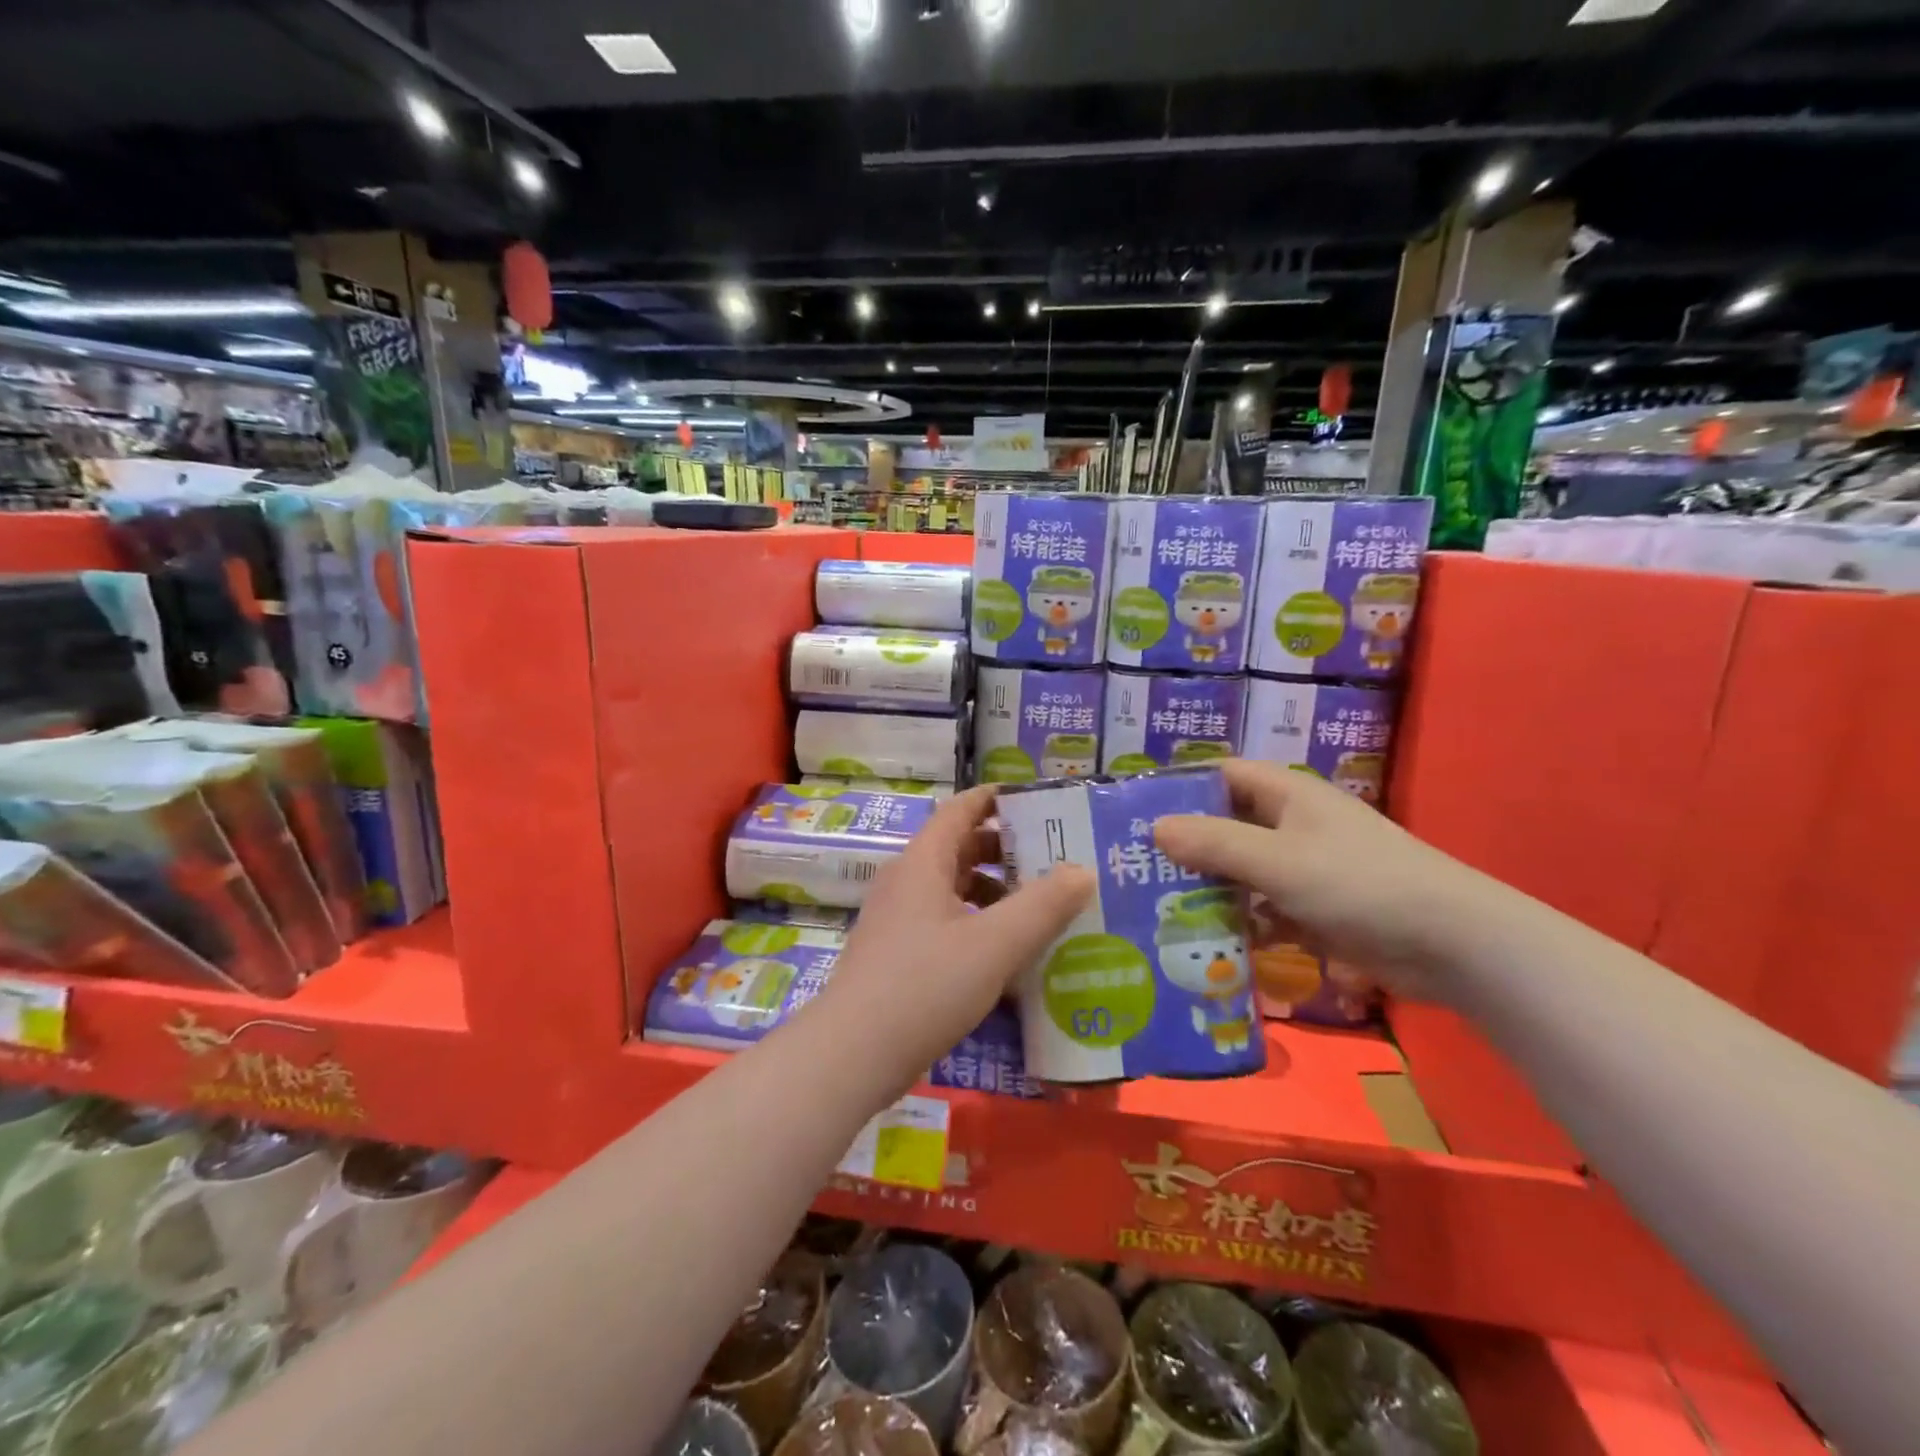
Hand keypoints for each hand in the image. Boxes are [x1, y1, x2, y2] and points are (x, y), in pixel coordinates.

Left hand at [817, 786, 1092, 1094]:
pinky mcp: (897, 955)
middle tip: (1054, 861)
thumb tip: (1082, 870)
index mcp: (923, 862)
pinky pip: (945, 923)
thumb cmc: (925, 985)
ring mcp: (898, 920)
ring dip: (994, 894)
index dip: (995, 799)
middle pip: (959, 849)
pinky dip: (978, 926)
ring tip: (1040, 911)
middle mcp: (906, 882)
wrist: (853, 1054)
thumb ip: (1043, 906)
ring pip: (953, 890)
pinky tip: (1007, 955)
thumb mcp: (994, 944)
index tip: (1036, 802)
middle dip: (1005, 851)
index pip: (960, 809)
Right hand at [1154, 760, 1493, 999]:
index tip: (1138, 812)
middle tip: (1136, 867)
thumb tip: (1156, 827)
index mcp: (1288, 795)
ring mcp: (1306, 868)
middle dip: (1187, 844)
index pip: (1224, 774)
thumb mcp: (1278, 860)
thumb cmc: (1359, 884)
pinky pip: (1263, 907)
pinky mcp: (1316, 909)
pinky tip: (1205, 941)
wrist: (1452, 945)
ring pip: (1243, 870)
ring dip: (1209, 886)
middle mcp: (1294, 824)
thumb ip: (1215, 843)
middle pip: (1228, 824)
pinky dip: (1239, 920)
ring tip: (1156, 907)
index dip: (1183, 787)